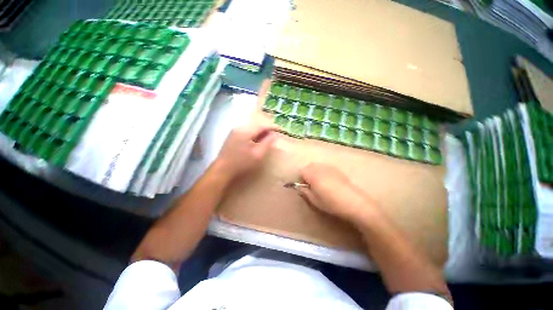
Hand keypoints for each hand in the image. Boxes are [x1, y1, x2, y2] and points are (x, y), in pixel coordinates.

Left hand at [215, 124, 277, 179]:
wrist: (222, 169)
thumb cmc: (241, 163)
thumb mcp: (258, 154)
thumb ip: (267, 143)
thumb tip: (274, 135)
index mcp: (246, 131)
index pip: (263, 125)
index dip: (273, 127)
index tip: (280, 130)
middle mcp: (239, 127)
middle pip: (257, 124)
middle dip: (267, 128)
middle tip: (275, 134)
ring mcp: (235, 131)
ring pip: (252, 127)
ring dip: (261, 131)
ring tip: (268, 137)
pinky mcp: (233, 136)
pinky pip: (247, 131)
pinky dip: (254, 133)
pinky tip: (257, 140)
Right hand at [298, 163, 380, 224]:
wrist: (353, 202)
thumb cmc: (331, 203)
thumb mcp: (314, 200)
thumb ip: (305, 192)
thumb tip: (300, 187)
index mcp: (312, 175)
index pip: (301, 171)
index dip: (301, 179)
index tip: (305, 186)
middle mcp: (319, 168)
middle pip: (309, 166)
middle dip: (307, 173)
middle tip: (311, 185)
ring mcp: (329, 167)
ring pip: (317, 166)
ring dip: (315, 172)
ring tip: (320, 183)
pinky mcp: (337, 169)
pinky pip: (325, 167)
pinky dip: (323, 171)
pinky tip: (329, 181)